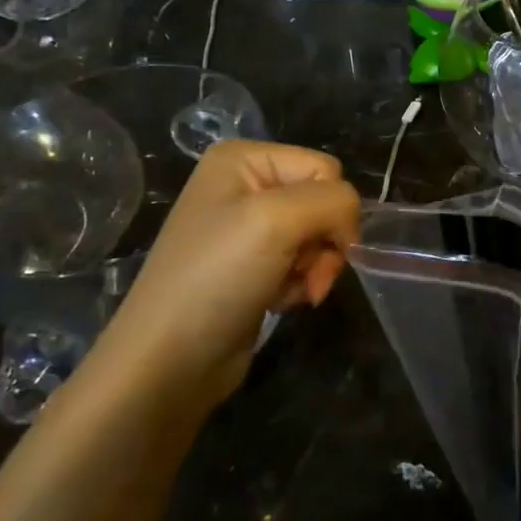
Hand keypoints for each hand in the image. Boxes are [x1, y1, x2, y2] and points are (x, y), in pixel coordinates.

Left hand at [105, 140, 360, 398]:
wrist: (169, 361)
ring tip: (292, 293)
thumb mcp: (279, 220)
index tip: (313, 248)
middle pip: (323, 202)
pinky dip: (300, 284)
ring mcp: (247, 227)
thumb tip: (352, 225)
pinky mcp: (252, 265)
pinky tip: (279, 302)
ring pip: (318, 235)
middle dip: (323, 243)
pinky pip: (301, 262)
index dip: (332, 208)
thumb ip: (334, 202)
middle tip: (305, 276)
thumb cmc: (218, 277)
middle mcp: (244, 185)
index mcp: (243, 158)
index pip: (325, 168)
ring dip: (314, 268)